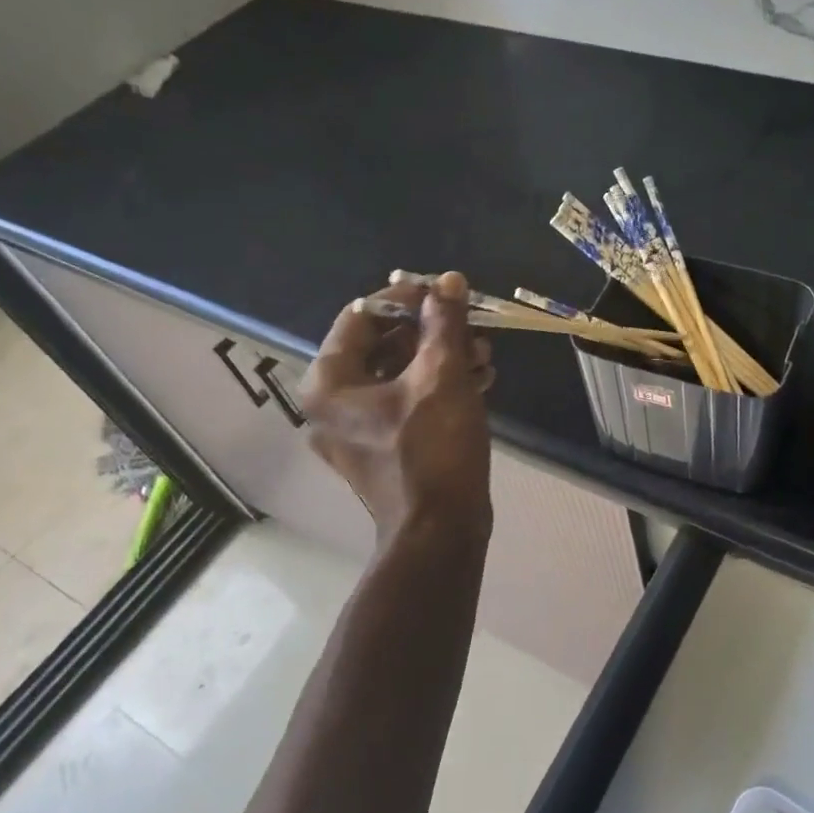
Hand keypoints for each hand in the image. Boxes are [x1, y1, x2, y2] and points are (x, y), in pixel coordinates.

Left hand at [297, 272, 493, 541]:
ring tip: (484, 355)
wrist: (440, 532)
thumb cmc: (433, 451)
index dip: (404, 296)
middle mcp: (333, 404)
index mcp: (329, 383)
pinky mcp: (385, 449)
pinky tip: (480, 380)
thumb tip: (448, 280)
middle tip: (470, 325)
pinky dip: (440, 387)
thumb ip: (443, 323)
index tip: (444, 291)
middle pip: (383, 345)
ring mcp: (358, 430)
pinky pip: (408, 402)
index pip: (361, 316)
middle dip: (432, 331)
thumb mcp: (442, 377)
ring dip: (442, 358)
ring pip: (400, 374)